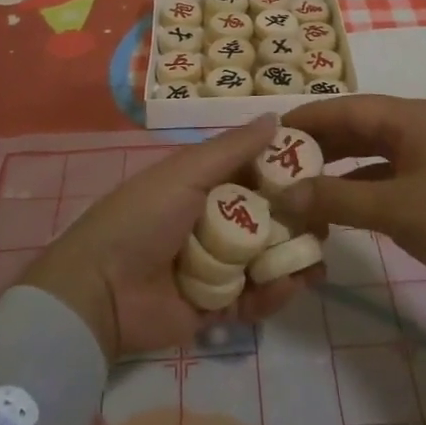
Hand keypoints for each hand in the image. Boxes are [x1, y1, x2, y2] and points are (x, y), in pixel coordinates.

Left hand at [20, 116, 318, 360]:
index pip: (255, 173)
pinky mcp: (217, 308)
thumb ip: (233, 148)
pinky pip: (254, 299)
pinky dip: (274, 294)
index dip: (287, 171)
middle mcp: (214, 222)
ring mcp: (217, 267)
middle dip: (298, 220)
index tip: (321, 170)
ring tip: (316, 261)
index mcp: (205, 186)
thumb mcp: (186, 172)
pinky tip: (290, 285)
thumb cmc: (143, 217)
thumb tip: (276, 116)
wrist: (100, 290)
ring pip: (267, 259)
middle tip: (325, 222)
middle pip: (268, 218)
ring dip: (292, 259)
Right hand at [273, 96, 425, 290]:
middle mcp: (416, 123)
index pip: (344, 108)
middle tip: (280, 161)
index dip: (306, 119)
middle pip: (357, 125)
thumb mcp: (393, 210)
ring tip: (302, 179)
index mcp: (407, 117)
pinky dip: (362, 181)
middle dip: (319, 142)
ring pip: (372, 148)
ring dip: (339, 163)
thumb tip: (284, 195)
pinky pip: (389, 168)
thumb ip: (335, 200)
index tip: (271, 134)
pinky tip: (341, 201)